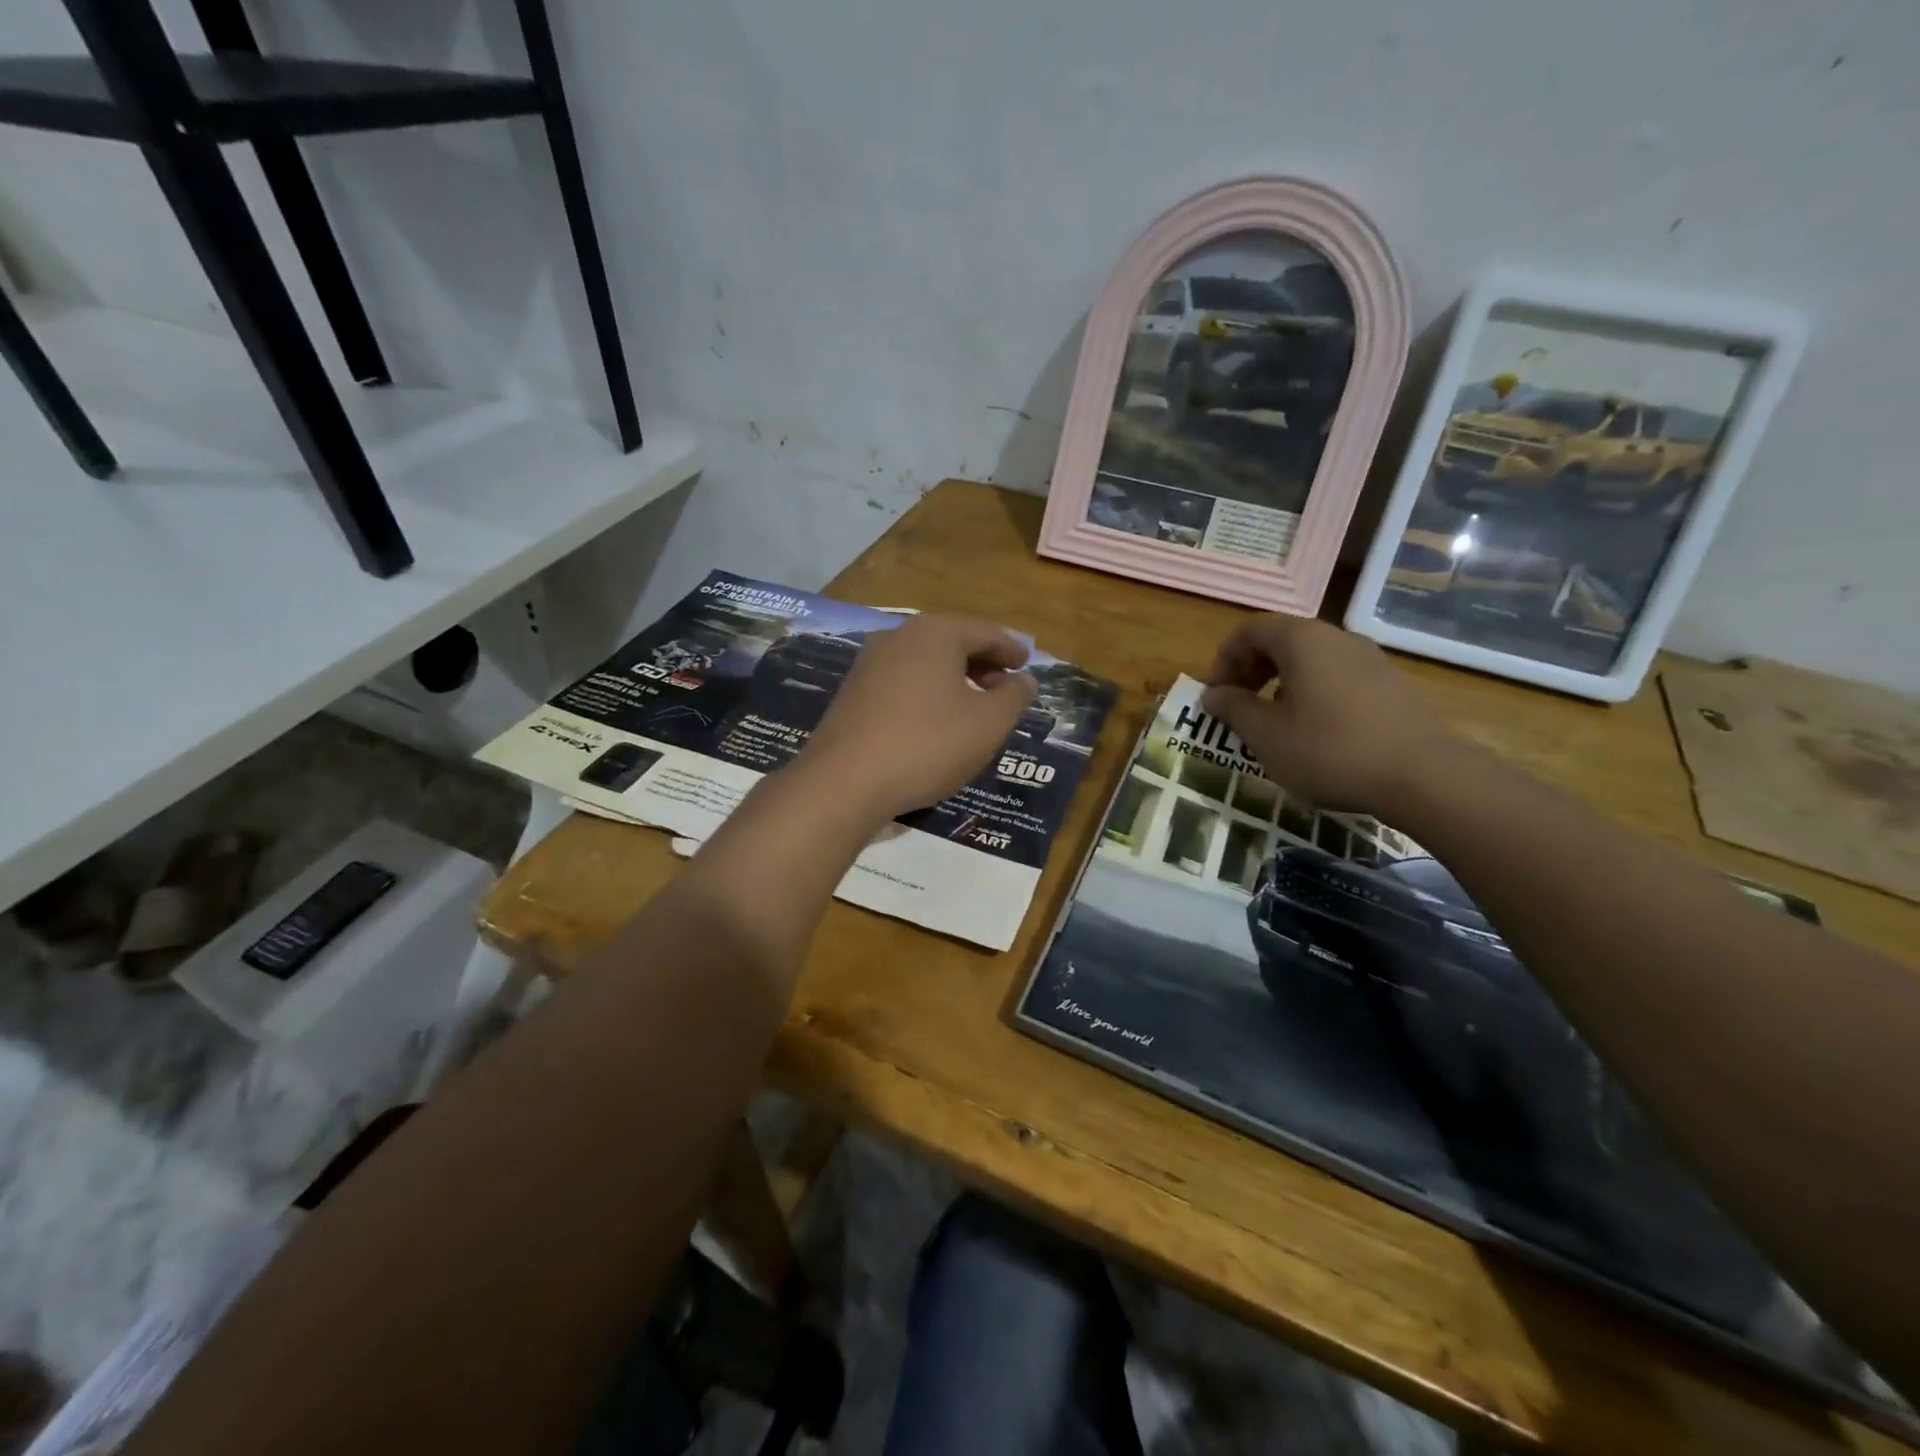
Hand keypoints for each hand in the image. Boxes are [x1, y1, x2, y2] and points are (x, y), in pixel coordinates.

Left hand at [795, 614, 1036, 821]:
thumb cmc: (928, 744)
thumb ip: (1014, 696)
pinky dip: (927, 693)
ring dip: (954, 680)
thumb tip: (1023, 680)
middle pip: (952, 643)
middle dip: (982, 663)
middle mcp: (899, 637)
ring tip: (975, 706)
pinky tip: (935, 721)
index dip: (1010, 649)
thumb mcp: (988, 723)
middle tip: (1005, 687)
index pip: (984, 632)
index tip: (1026, 665)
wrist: (845, 781)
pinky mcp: (852, 692)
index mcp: (935, 633)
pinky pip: (902, 682)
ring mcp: (869, 663)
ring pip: (925, 663)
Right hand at [1201, 614, 1461, 813]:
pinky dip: (1312, 693)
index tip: (1217, 696)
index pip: (1249, 630)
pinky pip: (1337, 676)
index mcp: (1302, 640)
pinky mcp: (1391, 684)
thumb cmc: (1330, 750)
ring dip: (1280, 683)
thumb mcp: (1266, 735)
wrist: (1425, 777)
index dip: (1224, 659)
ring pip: (1311, 659)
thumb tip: (1214, 695)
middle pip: (1281, 639)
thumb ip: (1234, 709)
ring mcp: (1370, 659)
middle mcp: (1336, 638)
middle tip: (1238, 706)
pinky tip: (1315, 732)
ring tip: (1274, 722)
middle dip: (1251, 670)